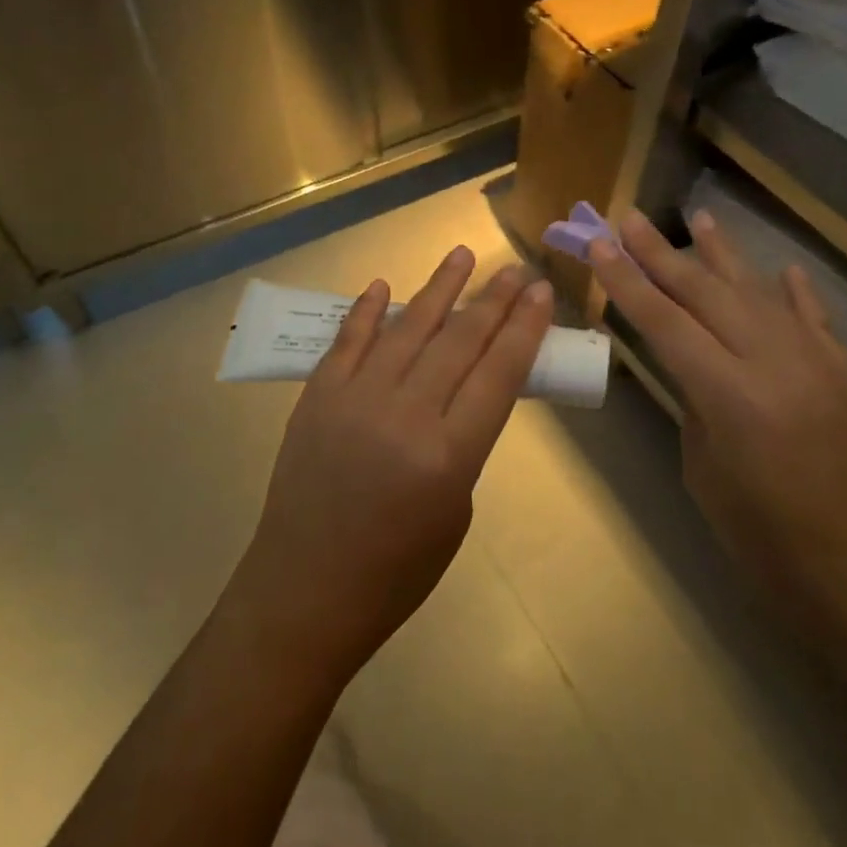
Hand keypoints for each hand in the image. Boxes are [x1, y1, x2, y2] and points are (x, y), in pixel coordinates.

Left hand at [227, 249, 554, 687]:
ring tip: (463, 255)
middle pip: (459, 341)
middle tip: (514, 269)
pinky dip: (368, 311)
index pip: (499, 372)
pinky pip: (348, 340)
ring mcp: (355, 399)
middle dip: (493, 300)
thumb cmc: (394, 571)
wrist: (305, 591)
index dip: (524, 327)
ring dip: (439, 288)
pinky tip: (385, 286)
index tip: (541, 292)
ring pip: (407, 328)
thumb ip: (462, 445)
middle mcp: (404, 415)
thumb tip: (460, 393)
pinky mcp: (317, 396)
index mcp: (449, 455)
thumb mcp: (454, 512)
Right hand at [590, 209, 846, 611]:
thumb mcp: (708, 474)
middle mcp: (775, 363)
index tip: (600, 244)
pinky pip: (815, 321)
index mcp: (730, 395)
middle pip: (707, 293)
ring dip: (724, 256)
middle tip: (631, 218)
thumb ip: (697, 407)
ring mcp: (818, 363)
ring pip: (760, 293)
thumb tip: (693, 369)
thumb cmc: (769, 545)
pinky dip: (795, 294)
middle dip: (663, 254)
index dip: (627, 281)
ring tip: (699, 218)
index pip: (665, 322)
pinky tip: (783, 271)